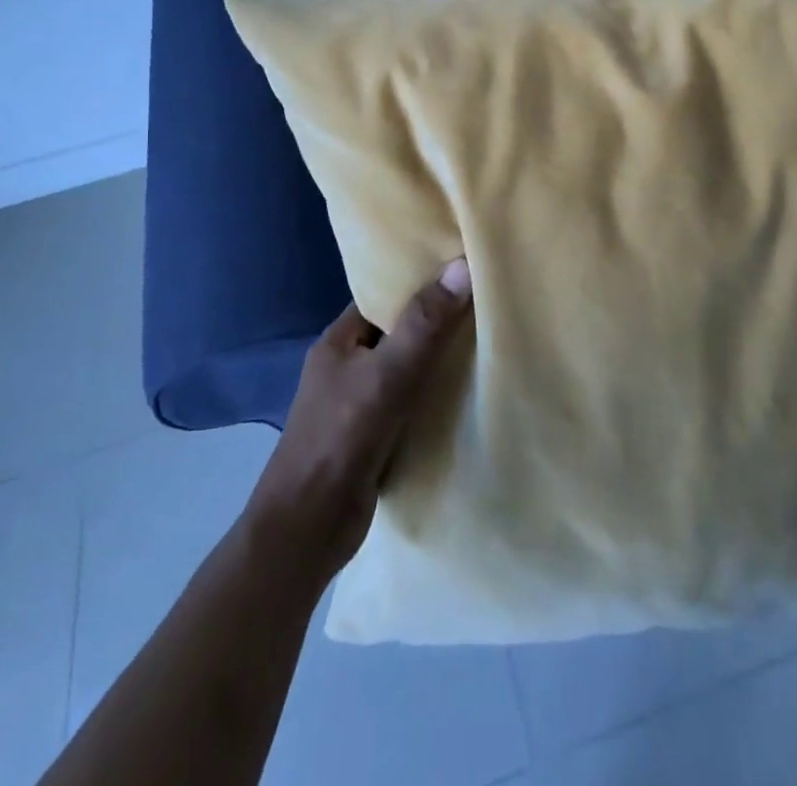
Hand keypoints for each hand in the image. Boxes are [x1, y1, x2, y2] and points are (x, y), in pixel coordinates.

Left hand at [242, 259, 473, 586]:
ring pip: (407, 368)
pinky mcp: (373, 436)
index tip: (462, 269)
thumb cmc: (341, 438)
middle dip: (436, 320)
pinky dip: (435, 396)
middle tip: (486, 302)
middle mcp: (347, 366)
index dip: (419, 280)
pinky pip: (411, 402)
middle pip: (398, 331)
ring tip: (489, 340)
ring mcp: (358, 403)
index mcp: (339, 341)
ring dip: (439, 360)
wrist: (307, 530)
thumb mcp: (388, 374)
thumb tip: (463, 265)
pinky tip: (470, 392)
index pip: (383, 296)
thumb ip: (425, 323)